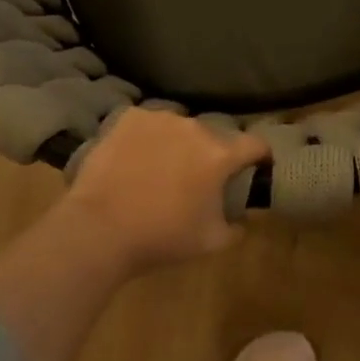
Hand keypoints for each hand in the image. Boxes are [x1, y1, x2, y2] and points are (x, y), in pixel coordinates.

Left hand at [59, 110, 269, 269]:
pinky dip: (148, 136)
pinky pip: (148, 123)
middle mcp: (194, 127)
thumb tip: (242, 217)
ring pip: (180, 127)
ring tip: (162, 166)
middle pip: (214, 136)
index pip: (255, 144)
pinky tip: (135, 157)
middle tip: (199, 177)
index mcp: (220, 154)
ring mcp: (159, 119)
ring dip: (179, 142)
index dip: (260, 156)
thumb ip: (237, 227)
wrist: (99, 229)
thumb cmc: (161, 237)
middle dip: (212, 153)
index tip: (257, 166)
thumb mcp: (211, 242)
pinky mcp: (128, 118)